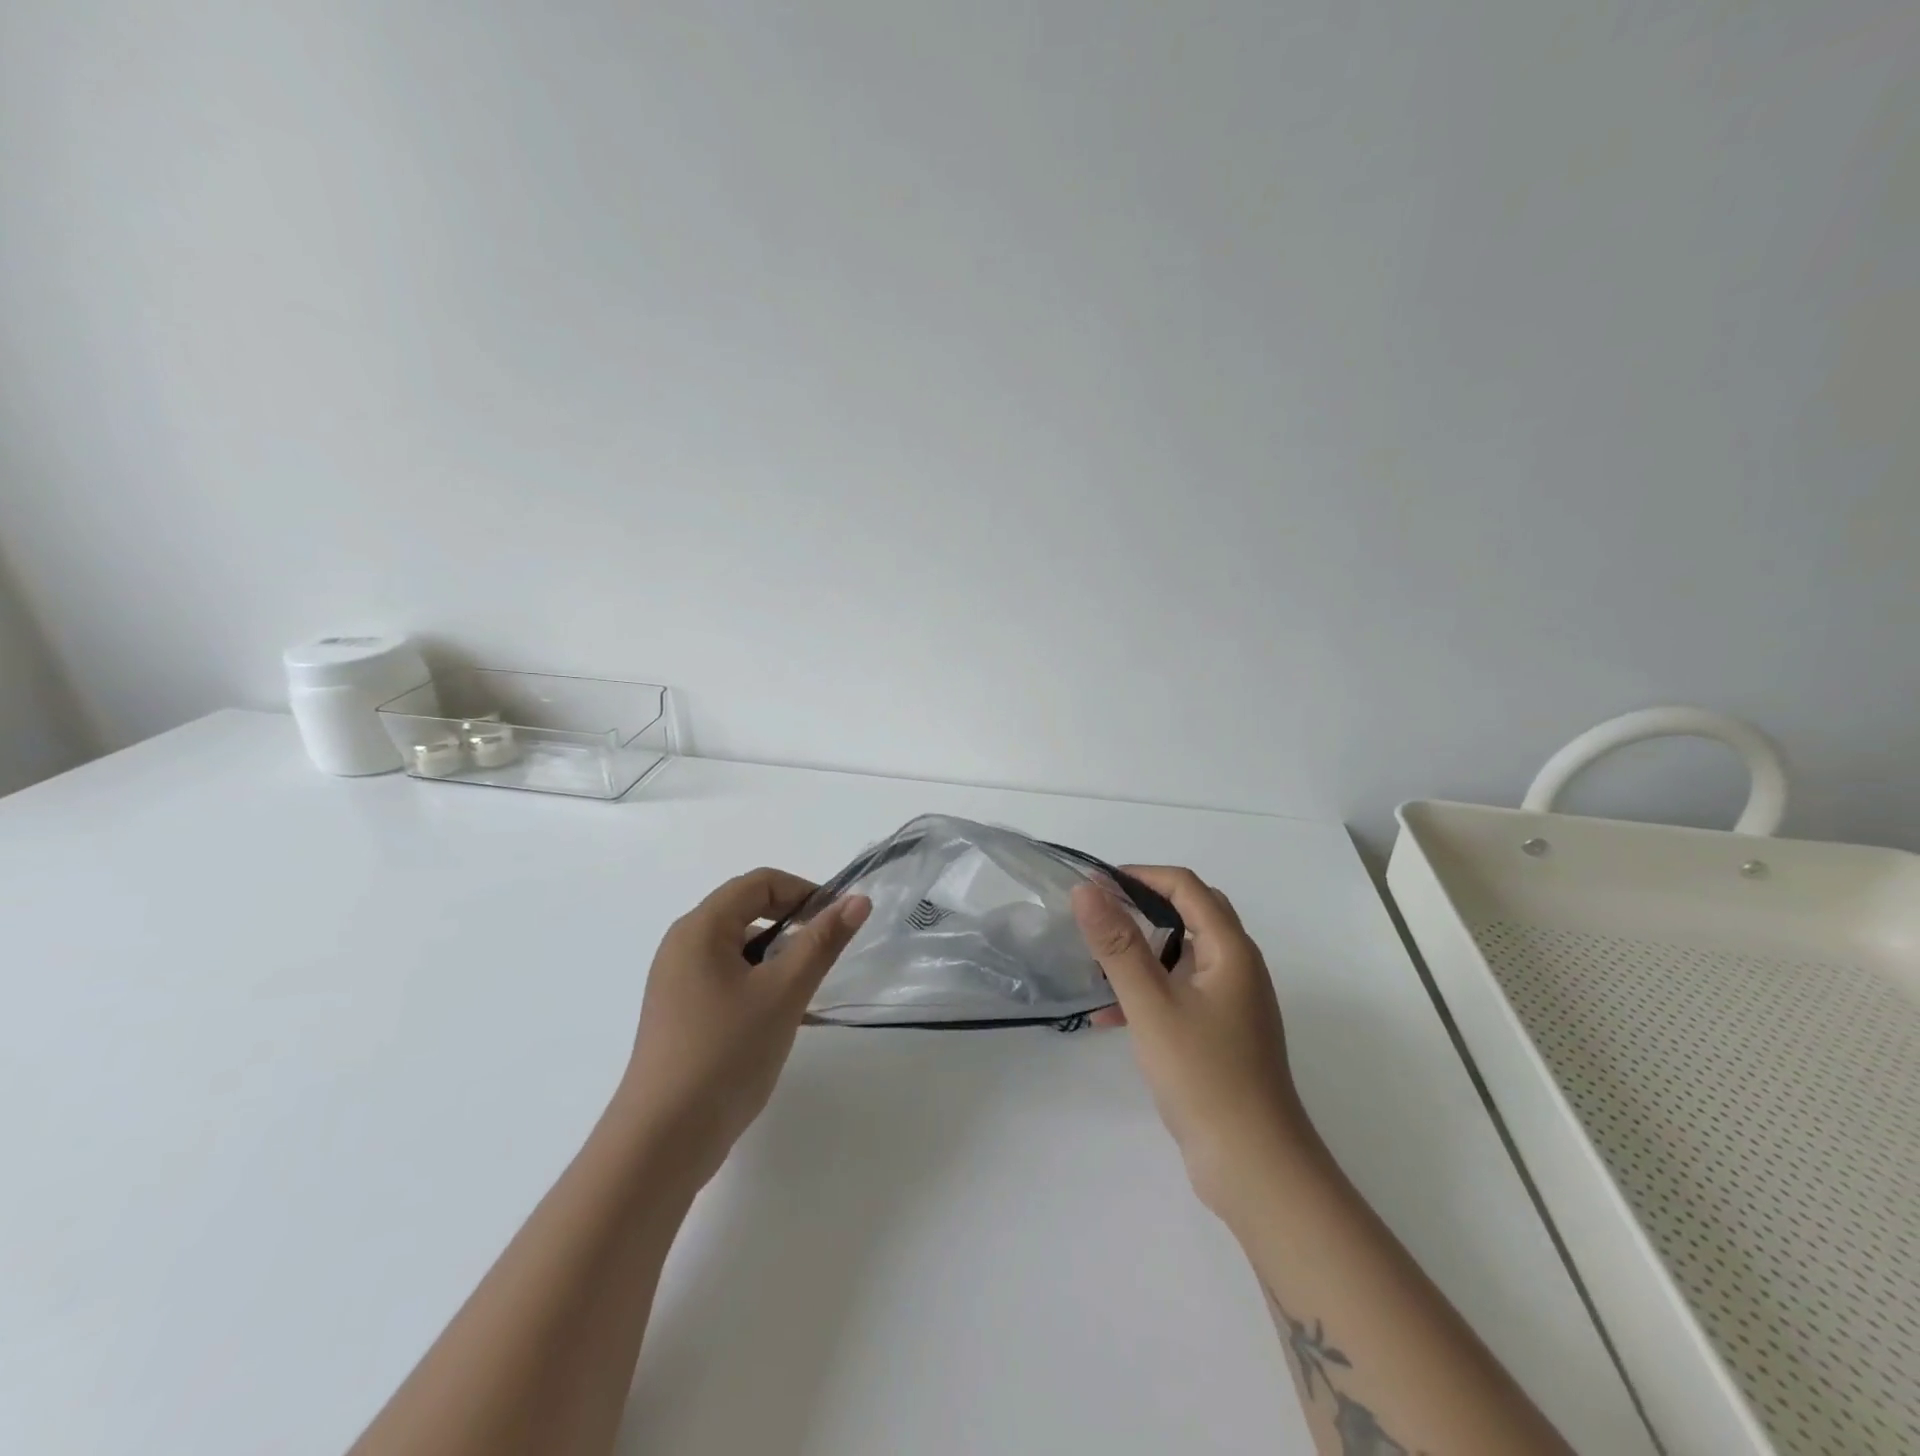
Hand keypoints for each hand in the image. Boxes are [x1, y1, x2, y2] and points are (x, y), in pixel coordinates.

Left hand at [617, 868, 871, 1189]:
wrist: (663, 1140)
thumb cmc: (726, 1053)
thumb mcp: (784, 992)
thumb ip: (822, 942)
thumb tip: (857, 900)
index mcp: (700, 928)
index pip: (759, 883)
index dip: (803, 891)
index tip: (837, 921)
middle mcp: (683, 945)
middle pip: (746, 910)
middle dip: (792, 923)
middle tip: (826, 954)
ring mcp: (677, 981)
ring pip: (739, 947)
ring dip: (778, 955)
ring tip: (806, 988)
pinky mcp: (680, 1012)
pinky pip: (727, 977)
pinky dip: (758, 981)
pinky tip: (781, 1015)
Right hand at [1072, 866, 1313, 1216]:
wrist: (1254, 1167)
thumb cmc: (1203, 1075)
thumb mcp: (1151, 1004)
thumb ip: (1117, 943)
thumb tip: (1086, 888)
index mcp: (1230, 950)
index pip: (1186, 886)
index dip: (1140, 875)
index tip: (1095, 885)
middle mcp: (1238, 968)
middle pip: (1189, 915)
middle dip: (1141, 908)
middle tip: (1098, 916)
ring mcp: (1233, 1003)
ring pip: (1182, 956)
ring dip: (1141, 952)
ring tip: (1096, 966)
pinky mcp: (1222, 1034)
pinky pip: (1181, 992)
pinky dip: (1148, 991)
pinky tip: (1110, 1017)